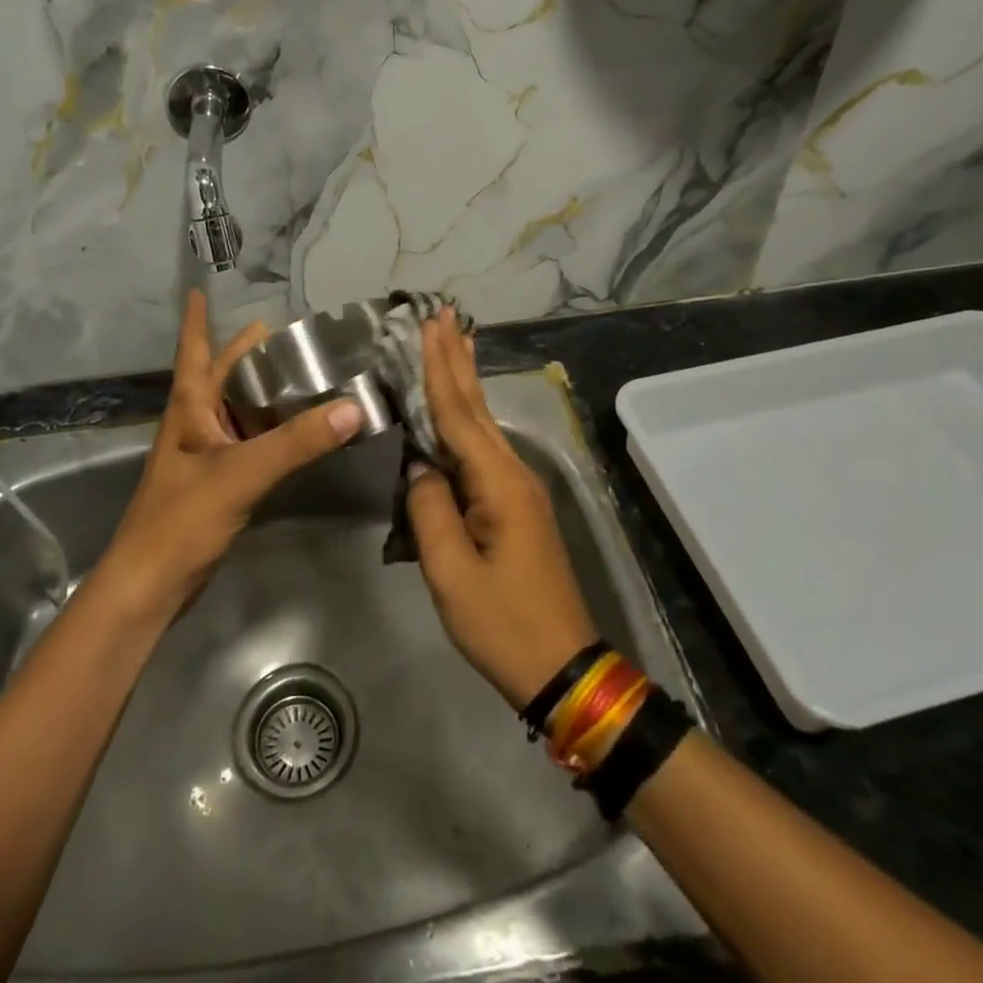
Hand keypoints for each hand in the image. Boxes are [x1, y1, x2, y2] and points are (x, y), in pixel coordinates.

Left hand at [97, 291, 363, 618]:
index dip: (196, 319)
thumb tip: (353, 407)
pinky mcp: (217, 482)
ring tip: (304, 375)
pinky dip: (271, 429)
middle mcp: (194, 423)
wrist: (150, 586)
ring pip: (237, 409)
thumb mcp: (241, 473)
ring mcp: (204, 454)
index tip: (200, 289)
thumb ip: (297, 442)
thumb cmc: (182, 518)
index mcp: (189, 408)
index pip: (194, 350)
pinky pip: (248, 441)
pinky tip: (296, 431)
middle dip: (247, 352)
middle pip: (221, 375)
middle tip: (290, 334)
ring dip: (263, 390)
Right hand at [405, 310, 599, 708]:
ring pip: (483, 423)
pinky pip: (484, 448)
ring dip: (464, 381)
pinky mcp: (516, 505)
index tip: (430, 324)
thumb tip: (419, 465)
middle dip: (457, 358)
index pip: (458, 414)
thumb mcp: (450, 573)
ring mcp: (518, 488)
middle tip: (443, 314)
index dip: (440, 367)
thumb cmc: (502, 624)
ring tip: (454, 341)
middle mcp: (513, 473)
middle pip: (477, 406)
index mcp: (498, 483)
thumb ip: (429, 509)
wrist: (564, 668)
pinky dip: (468, 416)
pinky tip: (462, 407)